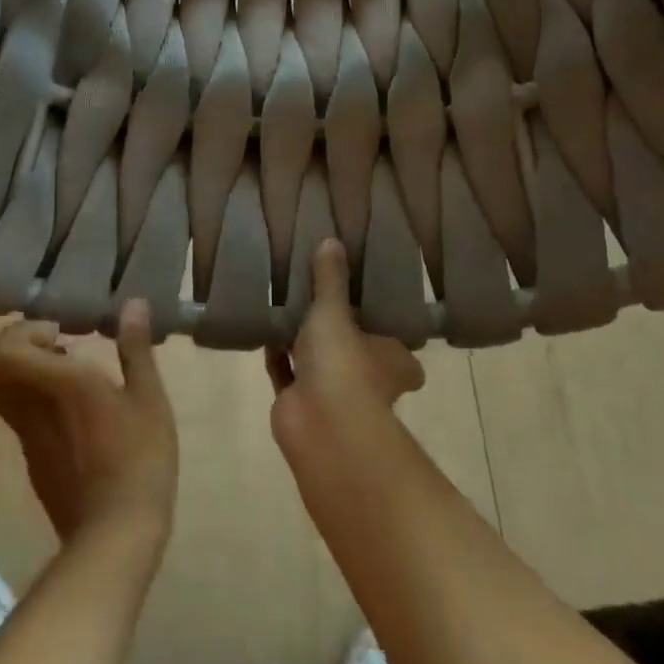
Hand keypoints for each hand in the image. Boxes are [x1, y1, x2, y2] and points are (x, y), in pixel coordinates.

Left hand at [0, 301, 177, 547]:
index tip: (60, 333)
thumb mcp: (149, 399)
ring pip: (0, 391)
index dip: (21, 332)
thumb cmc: (139, 458)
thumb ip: (135, 348)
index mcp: (57, 384)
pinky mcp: (32, 460)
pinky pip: (17, 415)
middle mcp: (30, 406)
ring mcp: (26, 437)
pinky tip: (74, 409)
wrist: (115, 535)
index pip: (2, 350)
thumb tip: (133, 303)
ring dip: (24, 372)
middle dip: (16, 346)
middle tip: (56, 345)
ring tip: (70, 373)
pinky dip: (33, 399)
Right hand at [266, 240, 423, 443]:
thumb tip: (332, 239)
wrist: (320, 425)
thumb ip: (330, 279)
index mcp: (393, 360)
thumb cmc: (343, 364)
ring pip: (318, 363)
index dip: (385, 330)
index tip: (368, 306)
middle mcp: (369, 380)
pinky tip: (265, 331)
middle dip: (338, 335)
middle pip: (355, 352)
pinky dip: (277, 357)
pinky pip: (287, 374)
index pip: (397, 345)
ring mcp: (334, 395)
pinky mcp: (300, 404)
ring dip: (303, 344)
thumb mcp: (335, 311)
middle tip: (320, 301)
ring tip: (287, 306)